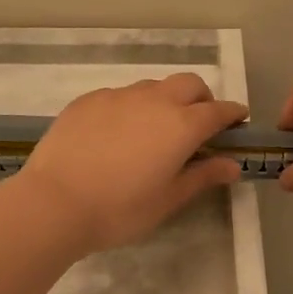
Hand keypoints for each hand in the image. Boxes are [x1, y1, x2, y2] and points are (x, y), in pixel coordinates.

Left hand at [16, 73, 247, 254]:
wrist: (54, 202)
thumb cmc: (119, 209)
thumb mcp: (167, 200)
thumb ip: (202, 177)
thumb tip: (232, 165)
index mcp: (181, 125)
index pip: (218, 110)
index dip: (232, 114)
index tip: (238, 121)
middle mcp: (154, 100)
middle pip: (189, 84)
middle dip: (202, 98)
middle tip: (199, 123)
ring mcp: (118, 96)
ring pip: (153, 87)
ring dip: (165, 100)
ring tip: (156, 129)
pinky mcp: (88, 100)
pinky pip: (119, 95)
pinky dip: (131, 107)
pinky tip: (117, 133)